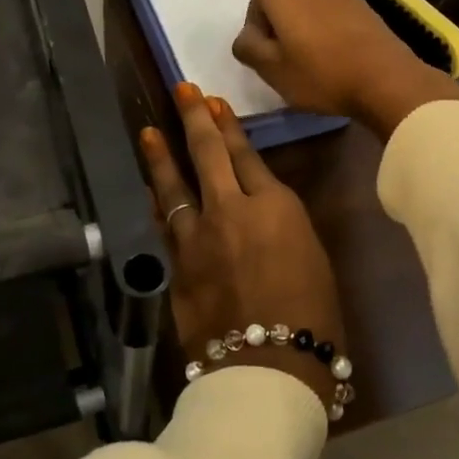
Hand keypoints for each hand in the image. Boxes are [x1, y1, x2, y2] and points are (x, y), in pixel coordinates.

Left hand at [139, 83, 342, 405]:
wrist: (269, 366)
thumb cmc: (312, 316)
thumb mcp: (311, 257)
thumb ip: (280, 226)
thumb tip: (259, 215)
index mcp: (273, 206)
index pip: (246, 156)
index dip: (229, 127)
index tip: (215, 104)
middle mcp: (229, 210)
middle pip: (207, 155)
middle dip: (194, 119)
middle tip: (182, 92)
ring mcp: (196, 237)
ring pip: (174, 186)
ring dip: (161, 156)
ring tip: (149, 132)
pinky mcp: (175, 265)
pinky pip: (162, 225)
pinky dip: (154, 205)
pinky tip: (146, 192)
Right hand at [232, 0, 458, 139]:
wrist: (384, 77)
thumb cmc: (319, 72)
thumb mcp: (270, 69)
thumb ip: (247, 47)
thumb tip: (245, 38)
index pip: (254, 2)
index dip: (257, 31)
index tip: (268, 57)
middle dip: (278, 23)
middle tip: (286, 57)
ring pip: (304, 1)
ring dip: (301, 23)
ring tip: (310, 55)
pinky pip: (327, 5)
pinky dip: (323, 22)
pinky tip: (332, 49)